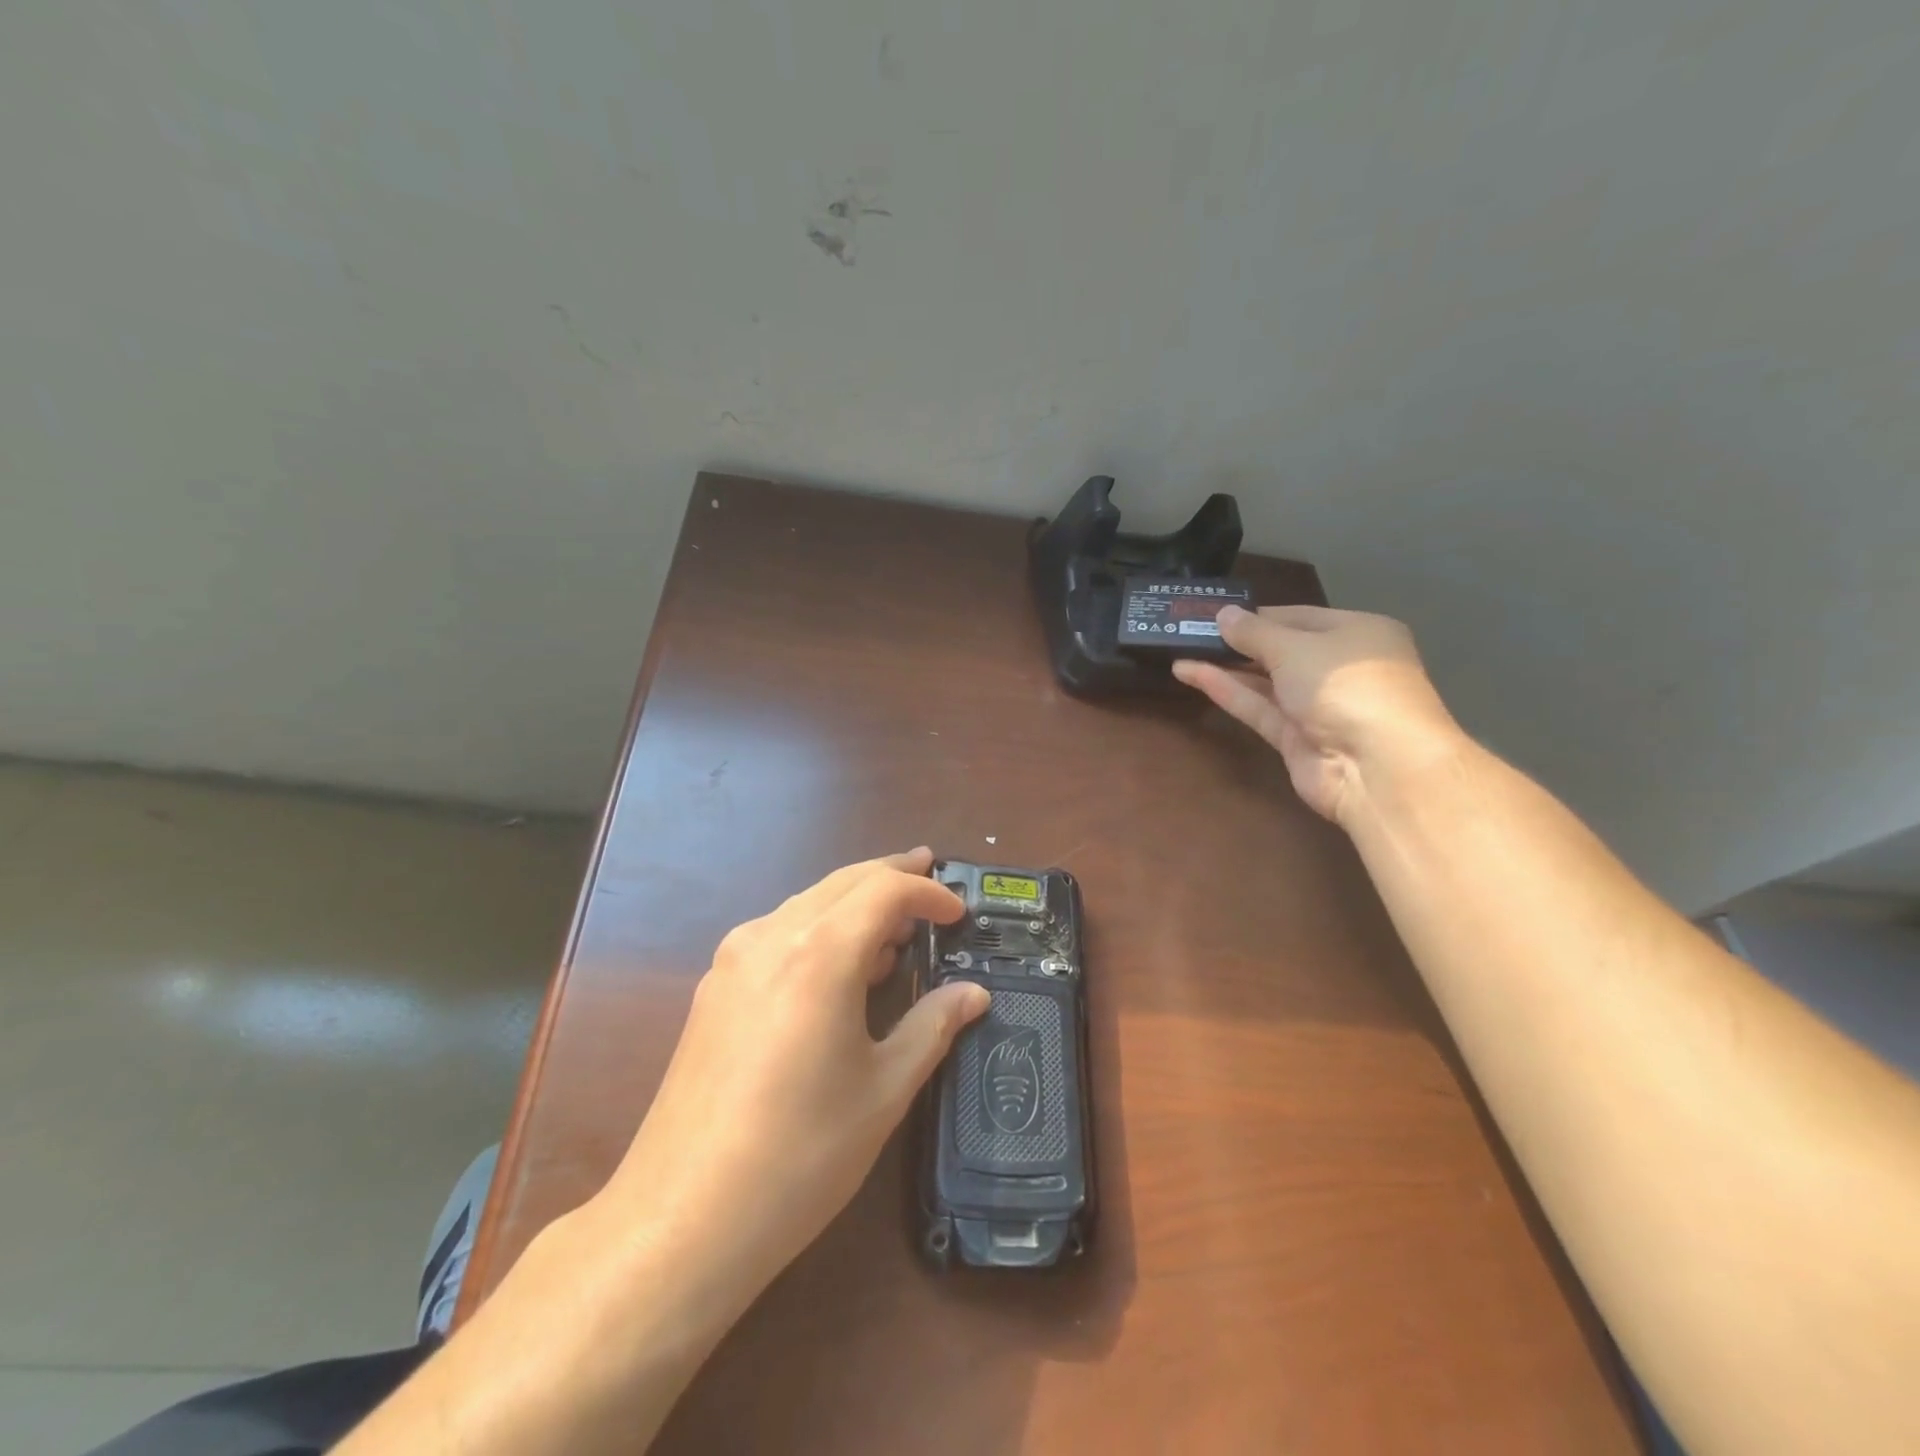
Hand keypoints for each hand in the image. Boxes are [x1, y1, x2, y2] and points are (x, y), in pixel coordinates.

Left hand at [595, 848, 986, 1319]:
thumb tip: (974, 994)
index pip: (884, 890)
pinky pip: (778, 934)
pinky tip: (836, 969)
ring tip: (892, 932)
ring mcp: (733, 959)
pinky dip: (819, 931)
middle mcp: (771, 936)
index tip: (958, 912)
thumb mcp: (884, 1090)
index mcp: (820, 951)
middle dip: (891, 877)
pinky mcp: (713, 988)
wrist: (683, 1218)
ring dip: (854, 905)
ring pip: (807, 904)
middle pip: (842, 882)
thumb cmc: (801, 1153)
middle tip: (930, 877)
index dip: (927, 892)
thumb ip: (932, 1026)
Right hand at [1173, 605, 1462, 826]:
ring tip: (1180, 651)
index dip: (1257, 615)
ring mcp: (1318, 707)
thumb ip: (1254, 632)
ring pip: (1265, 682)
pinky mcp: (1296, 739)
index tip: (1215, 613)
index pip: (1300, 617)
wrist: (1377, 767)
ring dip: (1225, 667)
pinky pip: (1258, 708)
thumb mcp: (1296, 648)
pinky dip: (1228, 691)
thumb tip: (1223, 614)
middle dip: (1238, 642)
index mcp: (1357, 633)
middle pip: (1281, 650)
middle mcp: (1340, 668)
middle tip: (1190, 632)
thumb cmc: (1347, 686)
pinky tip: (1192, 674)